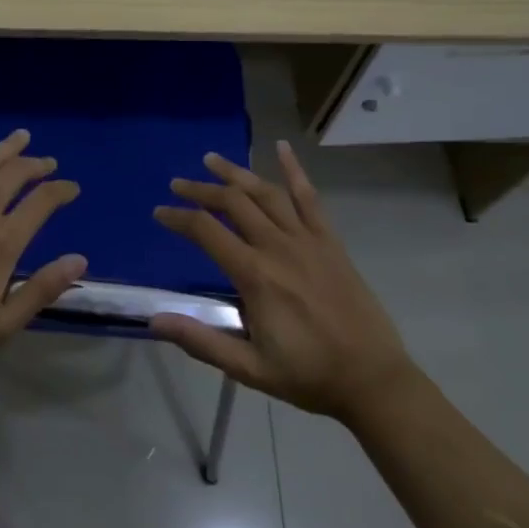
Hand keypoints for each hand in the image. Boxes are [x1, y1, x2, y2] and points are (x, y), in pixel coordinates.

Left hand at [0, 129, 85, 382]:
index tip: (72, 188)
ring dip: (5, 149)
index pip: (40, 203)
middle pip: (13, 175)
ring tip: (22, 137)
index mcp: (2, 244)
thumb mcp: (3, 325)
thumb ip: (42, 289)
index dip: (60, 191)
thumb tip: (79, 258)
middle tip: (49, 162)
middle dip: (35, 165)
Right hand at [150, 141, 415, 421]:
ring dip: (236, 173)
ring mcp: (308, 240)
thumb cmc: (308, 375)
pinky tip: (282, 147)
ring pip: (266, 193)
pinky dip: (295, 170)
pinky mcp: (330, 242)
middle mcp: (279, 247)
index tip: (159, 212)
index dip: (178, 218)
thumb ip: (201, 341)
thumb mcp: (248, 367)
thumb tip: (155, 320)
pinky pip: (310, 198)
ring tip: (211, 160)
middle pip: (233, 202)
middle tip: (177, 184)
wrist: (373, 380)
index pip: (207, 231)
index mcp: (256, 276)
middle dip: (201, 190)